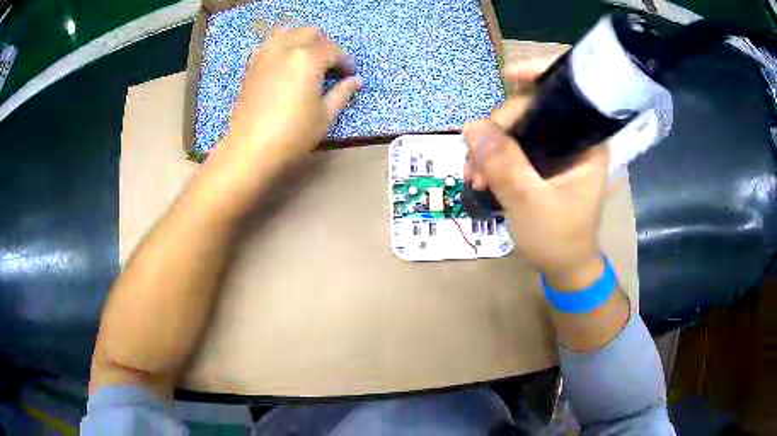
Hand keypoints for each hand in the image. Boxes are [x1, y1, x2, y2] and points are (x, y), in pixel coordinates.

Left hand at [197, 26, 361, 214]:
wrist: (250, 149)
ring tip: (307, 58)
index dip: (345, 62)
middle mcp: (286, 48)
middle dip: (325, 44)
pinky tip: (285, 63)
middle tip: (330, 64)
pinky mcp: (252, 65)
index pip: (333, 50)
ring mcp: (265, 54)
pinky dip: (281, 46)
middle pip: (310, 32)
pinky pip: (269, 44)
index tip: (350, 74)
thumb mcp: (325, 116)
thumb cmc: (292, 134)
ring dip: (301, 39)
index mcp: (308, 58)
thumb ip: (342, 93)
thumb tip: (356, 81)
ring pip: (287, 31)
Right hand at [463, 57, 609, 289]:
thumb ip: (504, 165)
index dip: (538, 75)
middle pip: (532, 108)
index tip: (508, 76)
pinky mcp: (542, 161)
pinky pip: (513, 145)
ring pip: (517, 127)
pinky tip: (479, 174)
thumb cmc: (558, 239)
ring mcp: (556, 149)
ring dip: (490, 145)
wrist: (563, 267)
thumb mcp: (529, 203)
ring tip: (472, 175)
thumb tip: (470, 126)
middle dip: (498, 128)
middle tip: (474, 160)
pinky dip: (493, 156)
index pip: (566, 92)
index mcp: (586, 142)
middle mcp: (573, 138)